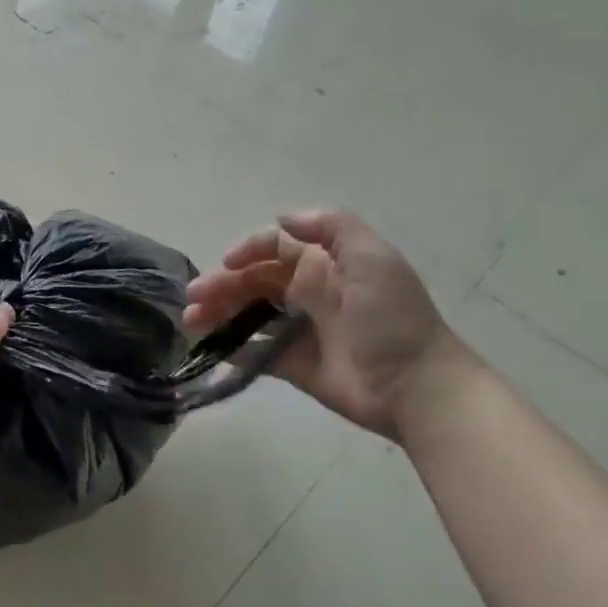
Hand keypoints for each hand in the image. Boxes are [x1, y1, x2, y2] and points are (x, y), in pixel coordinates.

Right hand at [183, 210, 469, 440]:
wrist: (416, 387)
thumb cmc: (391, 318)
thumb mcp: (372, 258)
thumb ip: (331, 227)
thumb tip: (282, 219)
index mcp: (325, 266)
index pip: (275, 248)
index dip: (247, 250)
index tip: (225, 265)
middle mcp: (309, 294)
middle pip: (254, 282)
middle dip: (221, 285)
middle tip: (192, 300)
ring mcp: (300, 331)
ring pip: (248, 315)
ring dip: (217, 314)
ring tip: (190, 323)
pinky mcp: (295, 366)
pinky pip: (255, 353)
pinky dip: (231, 349)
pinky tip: (212, 349)